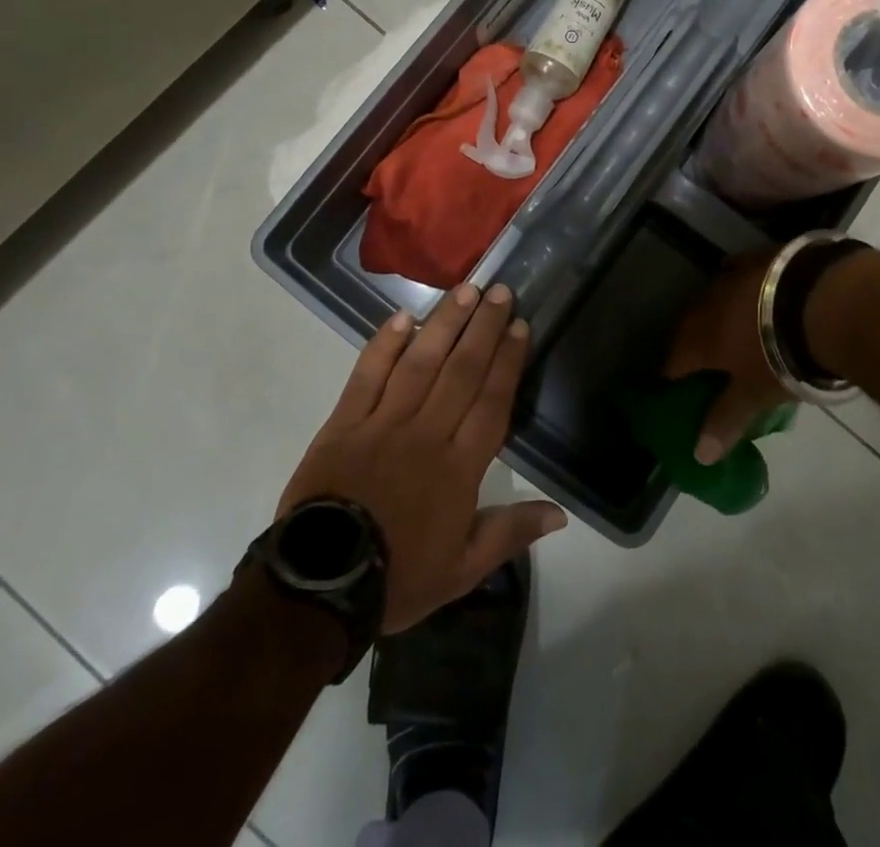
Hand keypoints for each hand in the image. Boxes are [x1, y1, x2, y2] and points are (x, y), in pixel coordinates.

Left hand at [279, 283, 567, 633]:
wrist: (319, 588)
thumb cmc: (398, 577)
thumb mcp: (462, 570)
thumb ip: (510, 534)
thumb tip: (560, 514)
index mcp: (458, 468)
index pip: (491, 401)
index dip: (508, 361)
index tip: (520, 326)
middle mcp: (426, 434)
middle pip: (461, 371)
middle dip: (483, 328)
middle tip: (499, 291)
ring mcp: (382, 424)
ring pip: (420, 363)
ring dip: (444, 324)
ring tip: (464, 291)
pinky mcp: (344, 423)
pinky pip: (367, 376)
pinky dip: (384, 346)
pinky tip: (403, 318)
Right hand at [663, 248, 791, 466]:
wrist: (820, 300)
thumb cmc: (781, 355)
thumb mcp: (754, 395)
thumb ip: (725, 421)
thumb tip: (698, 456)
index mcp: (699, 339)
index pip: (673, 362)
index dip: (674, 378)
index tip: (679, 390)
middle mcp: (706, 304)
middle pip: (689, 327)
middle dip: (693, 344)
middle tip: (706, 362)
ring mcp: (731, 276)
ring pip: (712, 298)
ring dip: (716, 314)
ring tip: (730, 329)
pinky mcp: (757, 256)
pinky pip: (738, 273)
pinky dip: (740, 288)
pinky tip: (751, 293)